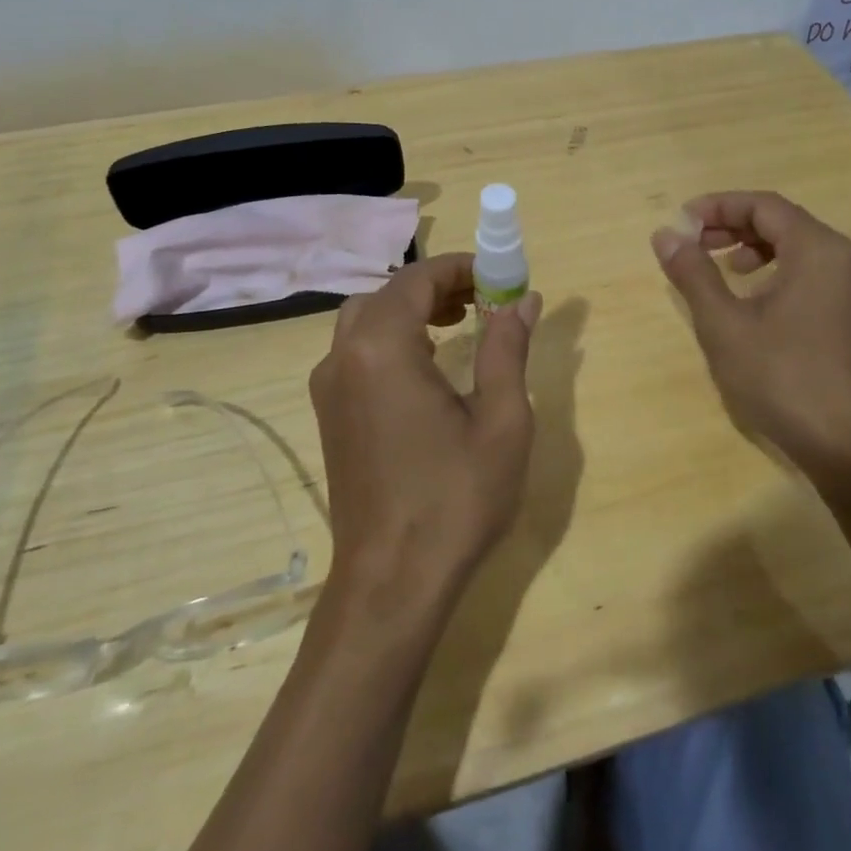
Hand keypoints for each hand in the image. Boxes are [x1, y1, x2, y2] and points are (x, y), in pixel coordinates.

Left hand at [309, 254, 542, 605]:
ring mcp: (328, 387)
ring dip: (411, 310)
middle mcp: (343, 356)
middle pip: (388, 294)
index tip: (501, 278)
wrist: (391, 582)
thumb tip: (522, 300)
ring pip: (366, 320)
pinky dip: (391, 338)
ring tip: (459, 323)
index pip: (417, 279)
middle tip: (483, 301)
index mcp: (381, 348)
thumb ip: (507, 349)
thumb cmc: (454, 499)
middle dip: (436, 286)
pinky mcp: (329, 414)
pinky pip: (357, 351)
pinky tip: (426, 365)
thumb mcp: (501, 421)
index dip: (460, 268)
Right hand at [651, 191, 850, 487]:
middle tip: (694, 243)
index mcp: (818, 250)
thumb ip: (694, 273)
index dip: (718, 206)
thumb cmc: (782, 378)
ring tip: (723, 267)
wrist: (848, 447)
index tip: (681, 222)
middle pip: (783, 222)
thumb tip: (665, 234)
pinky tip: (755, 298)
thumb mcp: (724, 324)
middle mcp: (844, 259)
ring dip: (755, 248)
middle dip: (734, 226)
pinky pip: (813, 272)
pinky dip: (778, 270)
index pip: (764, 206)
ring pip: (799, 247)